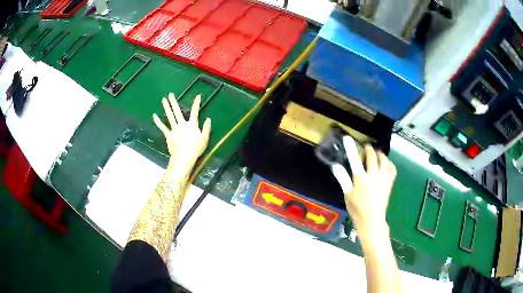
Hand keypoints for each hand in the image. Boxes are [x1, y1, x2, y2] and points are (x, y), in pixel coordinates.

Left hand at [153, 93, 210, 172]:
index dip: (196, 103)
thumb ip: (206, 128)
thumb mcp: (205, 139)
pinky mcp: (168, 135)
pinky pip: (162, 127)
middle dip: (174, 102)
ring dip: (166, 107)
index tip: (197, 96)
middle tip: (170, 94)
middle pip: (177, 111)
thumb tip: (208, 119)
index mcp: (192, 125)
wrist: (184, 158)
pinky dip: (158, 122)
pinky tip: (154, 116)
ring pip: (169, 116)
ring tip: (163, 100)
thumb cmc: (195, 149)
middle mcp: (182, 125)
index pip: (195, 112)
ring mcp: (174, 129)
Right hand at [344, 146, 395, 233]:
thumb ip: (343, 178)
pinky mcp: (389, 184)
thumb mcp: (347, 194)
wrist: (372, 220)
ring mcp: (383, 180)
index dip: (351, 148)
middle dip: (369, 150)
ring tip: (378, 153)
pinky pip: (392, 170)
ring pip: (384, 162)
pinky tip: (387, 164)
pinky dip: (390, 164)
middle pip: (372, 158)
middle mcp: (374, 177)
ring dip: (381, 155)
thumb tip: (335, 166)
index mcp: (361, 180)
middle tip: (366, 147)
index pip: (355, 160)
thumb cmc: (357, 209)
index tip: (348, 138)